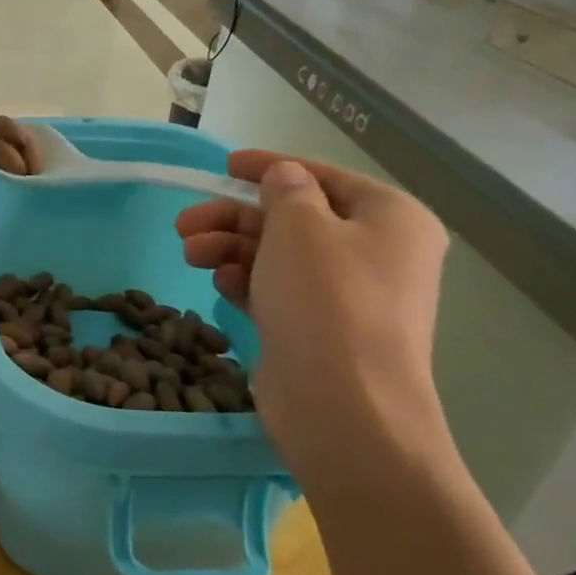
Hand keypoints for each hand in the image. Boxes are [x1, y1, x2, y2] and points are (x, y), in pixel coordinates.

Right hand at [175, 152, 450, 480]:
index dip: (271, 167)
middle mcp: (376, 253)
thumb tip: (285, 177)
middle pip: (293, 219)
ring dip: (232, 248)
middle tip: (184, 224)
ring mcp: (348, 296)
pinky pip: (278, 291)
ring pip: (279, 256)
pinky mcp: (320, 331)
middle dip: (235, 217)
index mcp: (390, 218)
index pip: (322, 177)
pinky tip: (221, 284)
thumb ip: (286, 190)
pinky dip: (248, 281)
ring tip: (191, 255)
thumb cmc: (327, 302)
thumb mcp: (301, 227)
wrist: (343, 409)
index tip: (225, 165)